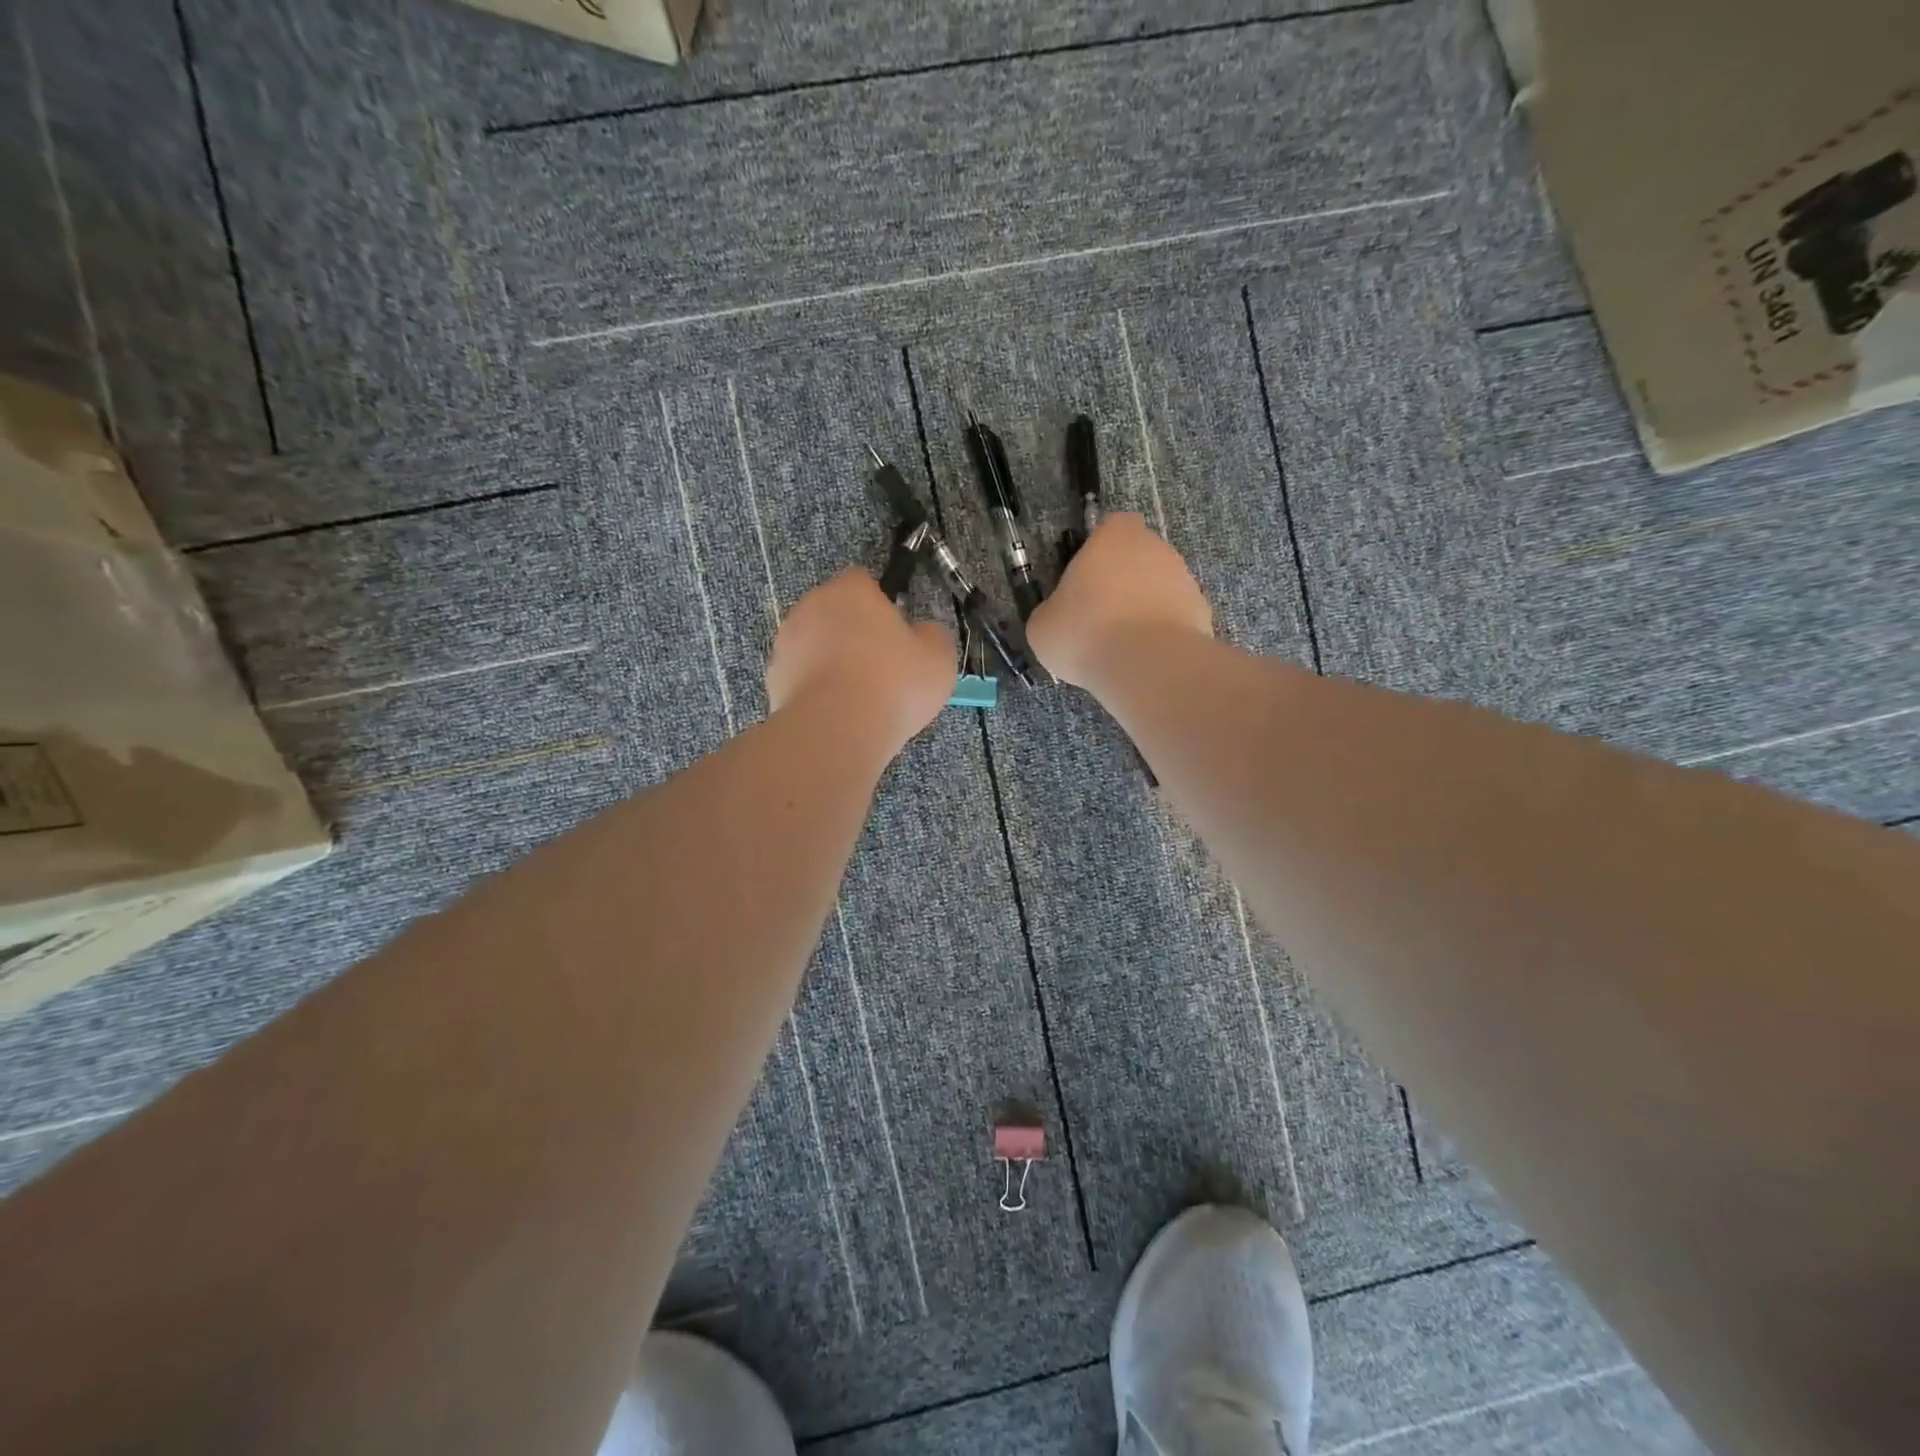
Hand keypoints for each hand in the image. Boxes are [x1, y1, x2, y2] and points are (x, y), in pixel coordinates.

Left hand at [767, 570, 956, 754]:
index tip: (897, 637)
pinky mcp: (773, 678)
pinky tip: (835, 713)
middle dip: (853, 634)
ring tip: (857, 698)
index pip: (865, 583)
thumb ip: (932, 635)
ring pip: (815, 645)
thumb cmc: (893, 683)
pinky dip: (815, 689)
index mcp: (851, 590)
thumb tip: (922, 634)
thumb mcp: (939, 657)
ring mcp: (786, 642)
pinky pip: (801, 676)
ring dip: (831, 661)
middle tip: (880, 668)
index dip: (882, 607)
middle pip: (836, 613)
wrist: (837, 730)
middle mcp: (811, 606)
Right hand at [1026, 514, 1212, 688]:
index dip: (1098, 551)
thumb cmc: (1086, 633)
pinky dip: (1163, 632)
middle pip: (1138, 556)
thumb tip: (1057, 617)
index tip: (1086, 580)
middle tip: (1100, 617)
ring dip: (1144, 607)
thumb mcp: (1042, 627)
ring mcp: (1184, 579)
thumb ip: (1051, 611)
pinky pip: (1175, 616)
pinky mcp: (1202, 612)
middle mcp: (1155, 547)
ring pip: (1159, 587)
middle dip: (1123, 581)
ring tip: (1123, 645)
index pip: (1111, 527)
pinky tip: (1146, 657)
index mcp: (1114, 536)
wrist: (1147, 665)